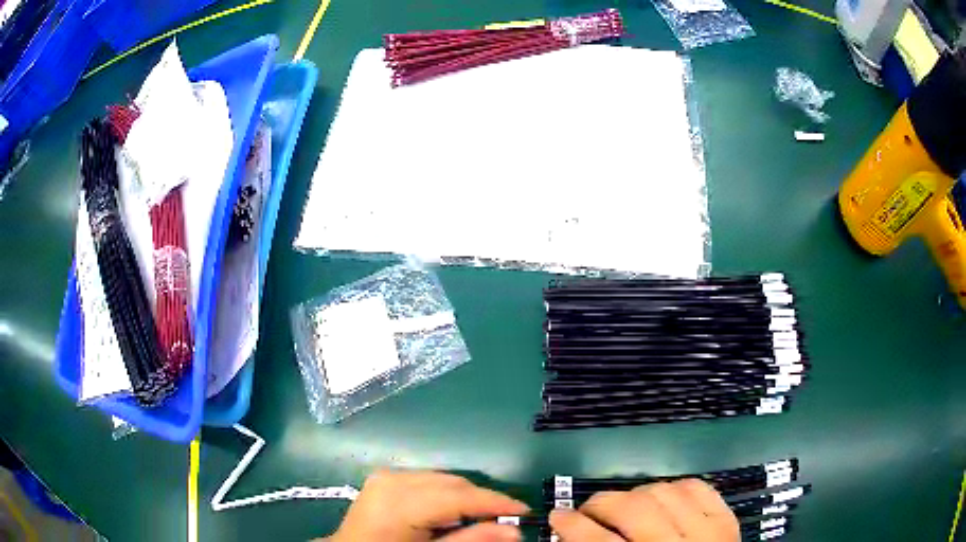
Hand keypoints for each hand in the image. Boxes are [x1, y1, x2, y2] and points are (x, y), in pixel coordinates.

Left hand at [322, 470, 528, 541]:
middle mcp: (393, 480)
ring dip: (466, 497)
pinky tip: (450, 513)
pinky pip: (427, 480)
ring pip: (443, 479)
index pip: (459, 496)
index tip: (525, 512)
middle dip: (482, 500)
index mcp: (400, 502)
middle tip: (506, 520)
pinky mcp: (384, 478)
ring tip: (479, 519)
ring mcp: (386, 476)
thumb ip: (470, 541)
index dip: (495, 502)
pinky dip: (446, 494)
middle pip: (453, 483)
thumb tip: (514, 530)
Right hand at [549, 479, 739, 540]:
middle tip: (587, 511)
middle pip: (631, 509)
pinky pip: (696, 487)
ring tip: (625, 505)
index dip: (571, 525)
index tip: (557, 516)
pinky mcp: (726, 519)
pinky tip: (663, 498)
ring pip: (662, 491)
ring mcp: (707, 530)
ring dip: (635, 494)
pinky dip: (675, 487)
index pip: (597, 541)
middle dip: (600, 504)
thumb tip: (571, 533)